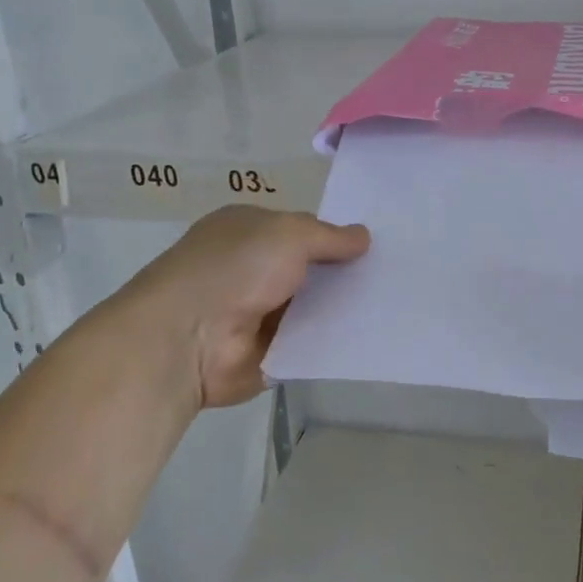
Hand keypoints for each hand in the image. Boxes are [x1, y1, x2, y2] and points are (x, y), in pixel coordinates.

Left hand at [122, 206, 368, 408]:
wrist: (188, 338)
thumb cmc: (235, 269)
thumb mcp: (289, 234)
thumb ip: (329, 236)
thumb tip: (364, 236)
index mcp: (247, 230)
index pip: (299, 229)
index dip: (333, 236)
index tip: (375, 245)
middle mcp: (250, 268)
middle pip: (308, 268)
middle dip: (343, 272)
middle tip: (394, 276)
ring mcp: (257, 312)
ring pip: (311, 306)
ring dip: (341, 307)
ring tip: (392, 305)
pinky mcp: (267, 351)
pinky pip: (308, 342)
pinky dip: (332, 340)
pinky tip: (370, 336)